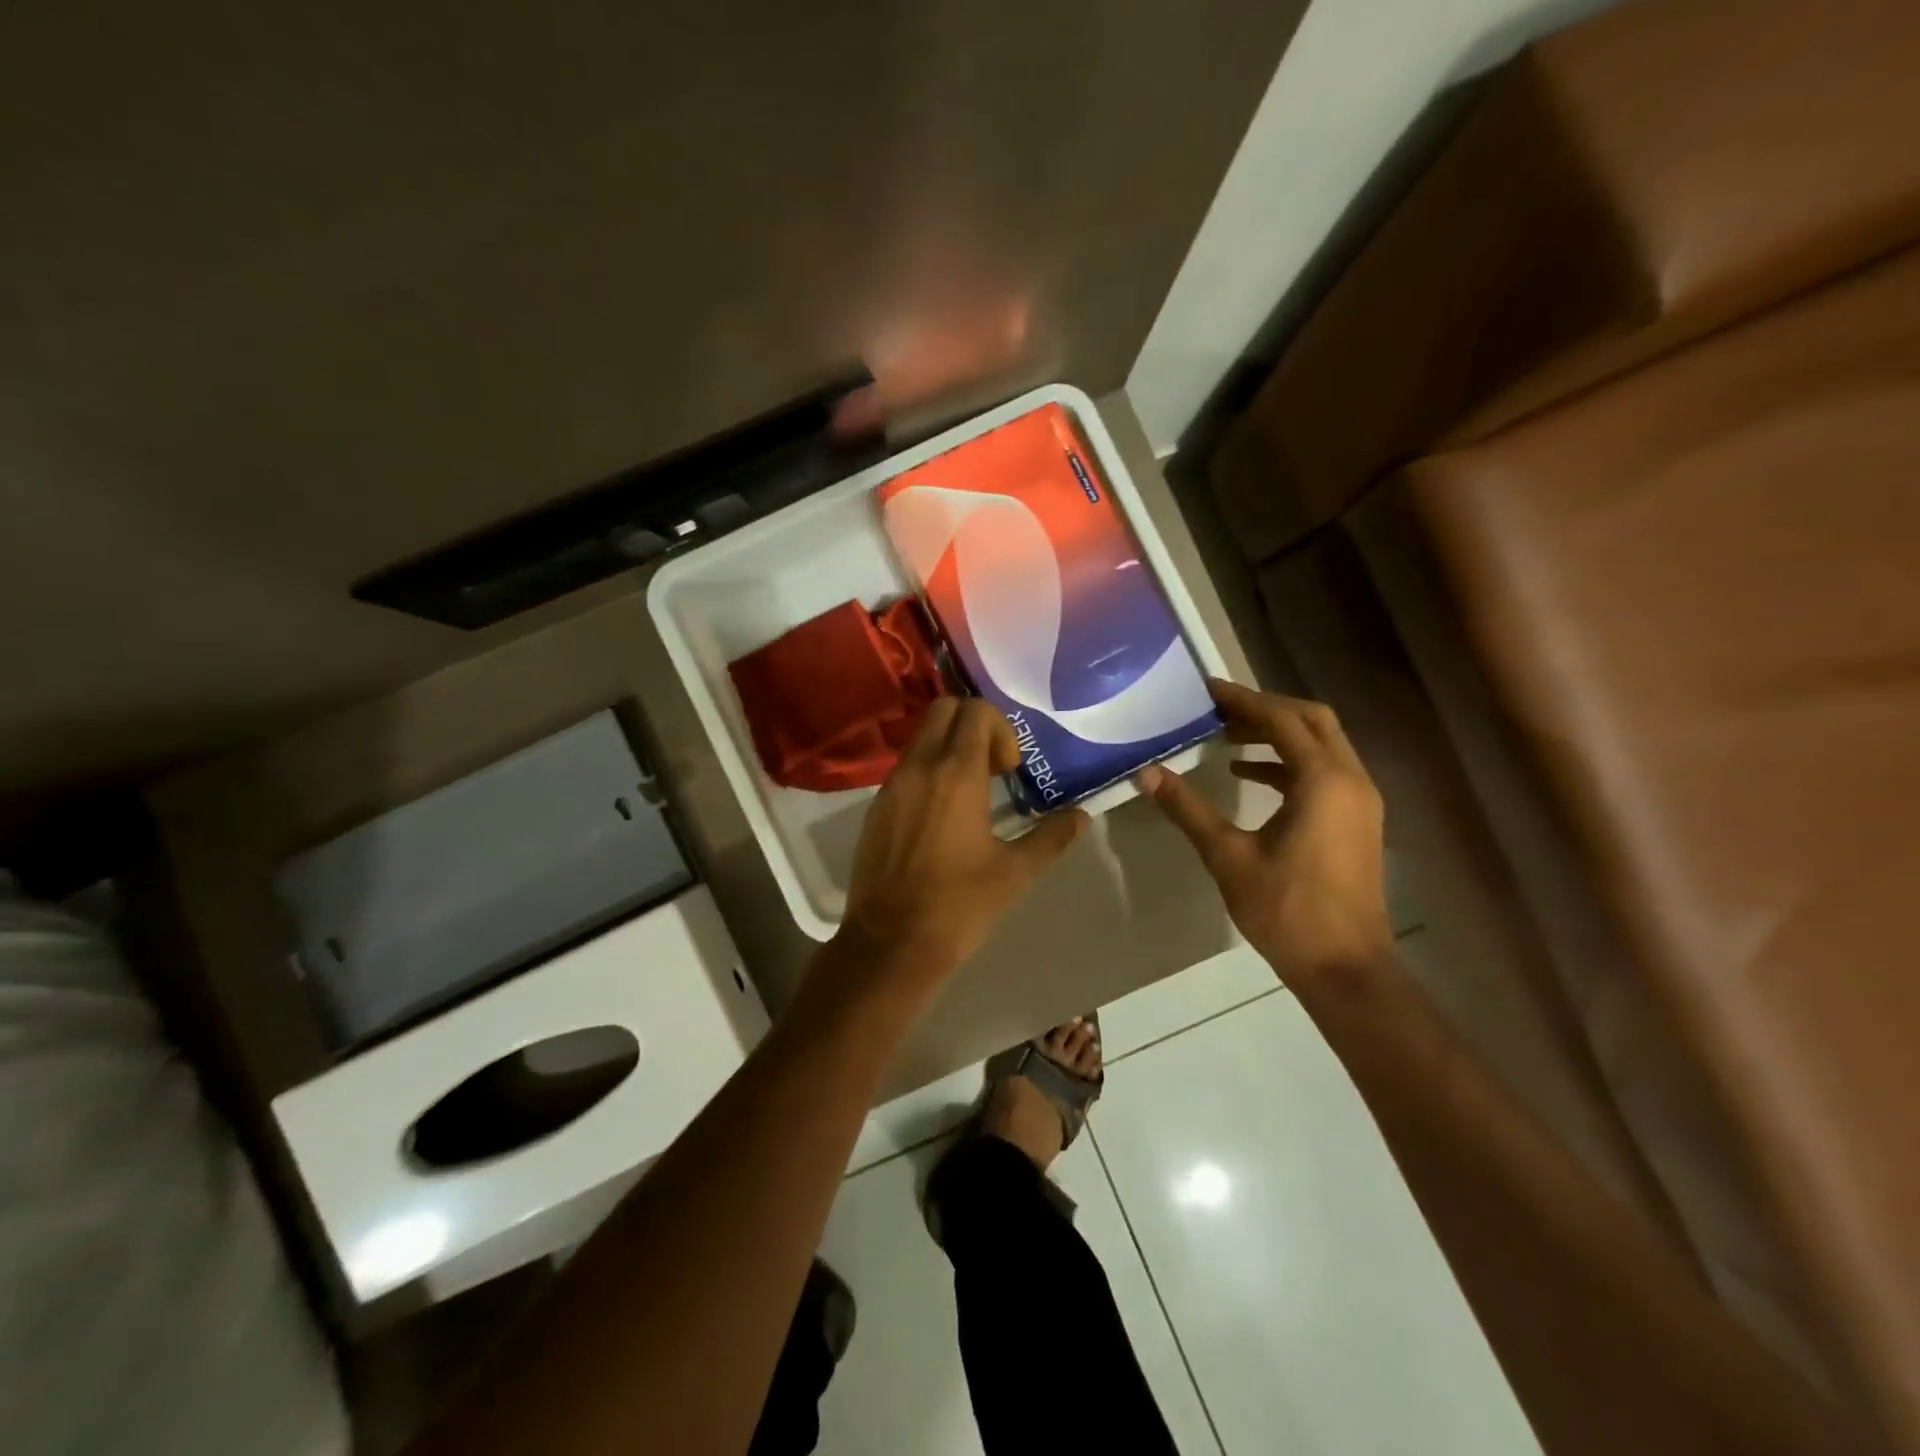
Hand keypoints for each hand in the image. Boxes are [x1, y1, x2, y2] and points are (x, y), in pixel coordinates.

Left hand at [835, 697, 1085, 990]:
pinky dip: (927, 771)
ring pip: (921, 737)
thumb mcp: (1015, 872)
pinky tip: (942, 815)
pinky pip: (905, 767)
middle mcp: (919, 767)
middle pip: (944, 710)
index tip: (1009, 770)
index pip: (975, 711)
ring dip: (949, 748)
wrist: (890, 943)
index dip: (1000, 729)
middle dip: (973, 726)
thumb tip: (1081, 817)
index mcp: (955, 774)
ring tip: (970, 793)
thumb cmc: (959, 905)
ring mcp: (891, 785)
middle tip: (992, 770)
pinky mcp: (875, 807)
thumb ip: (1050, 837)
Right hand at [1138, 680, 1391, 988]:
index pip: (1282, 720)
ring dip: (1278, 735)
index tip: (1206, 691)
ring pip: (1321, 745)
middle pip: (1311, 721)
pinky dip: (1288, 764)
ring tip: (1227, 739)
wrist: (1345, 968)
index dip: (1243, 701)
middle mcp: (1350, 780)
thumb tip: (1147, 773)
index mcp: (1323, 781)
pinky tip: (1249, 777)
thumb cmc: (1286, 910)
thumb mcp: (1228, 856)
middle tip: (1219, 710)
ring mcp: (1360, 801)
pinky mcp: (1357, 821)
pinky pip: (1324, 772)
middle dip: (1265, 710)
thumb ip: (1188, 809)